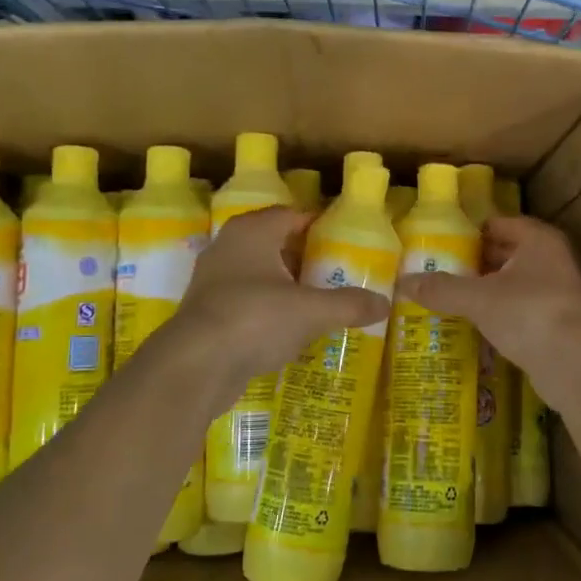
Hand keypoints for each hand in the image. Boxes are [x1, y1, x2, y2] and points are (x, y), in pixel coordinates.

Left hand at [170, 207, 389, 404]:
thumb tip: (385, 304)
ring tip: (318, 300)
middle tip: (336, 272)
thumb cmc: (255, 319)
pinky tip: (290, 328)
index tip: (345, 241)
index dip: (319, 225)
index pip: (292, 215)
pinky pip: (247, 301)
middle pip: (275, 243)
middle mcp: (229, 247)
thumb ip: (349, 304)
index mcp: (253, 231)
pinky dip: (269, 309)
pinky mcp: (207, 312)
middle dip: (304, 256)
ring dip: (286, 285)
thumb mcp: (312, 311)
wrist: (195, 366)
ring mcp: (213, 280)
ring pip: (259, 274)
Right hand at [399, 216, 580, 398]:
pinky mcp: (560, 321)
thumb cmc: (528, 314)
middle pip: (507, 253)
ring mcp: (561, 291)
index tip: (440, 243)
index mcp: (539, 239)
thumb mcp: (478, 299)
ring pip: (515, 283)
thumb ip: (442, 288)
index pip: (498, 223)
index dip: (470, 232)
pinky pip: (522, 308)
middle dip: (476, 262)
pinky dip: (501, 312)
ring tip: (451, 297)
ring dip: (488, 289)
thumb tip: (404, 282)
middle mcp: (554, 259)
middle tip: (439, 271)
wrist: (576, 365)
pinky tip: (477, 323)